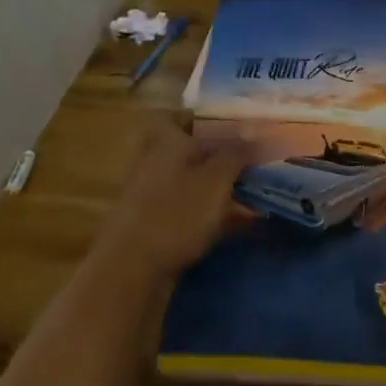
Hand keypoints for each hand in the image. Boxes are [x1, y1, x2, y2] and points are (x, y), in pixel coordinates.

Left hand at [91, 117, 247, 283]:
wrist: (133, 268)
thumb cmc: (177, 212)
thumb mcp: (216, 178)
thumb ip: (236, 153)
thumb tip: (252, 131)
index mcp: (166, 140)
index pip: (183, 116)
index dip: (207, 118)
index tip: (235, 125)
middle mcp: (154, 161)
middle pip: (187, 150)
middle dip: (217, 155)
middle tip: (248, 160)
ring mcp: (150, 195)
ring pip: (189, 181)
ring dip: (217, 186)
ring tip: (252, 193)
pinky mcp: (152, 225)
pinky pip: (187, 210)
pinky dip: (210, 213)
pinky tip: (238, 224)